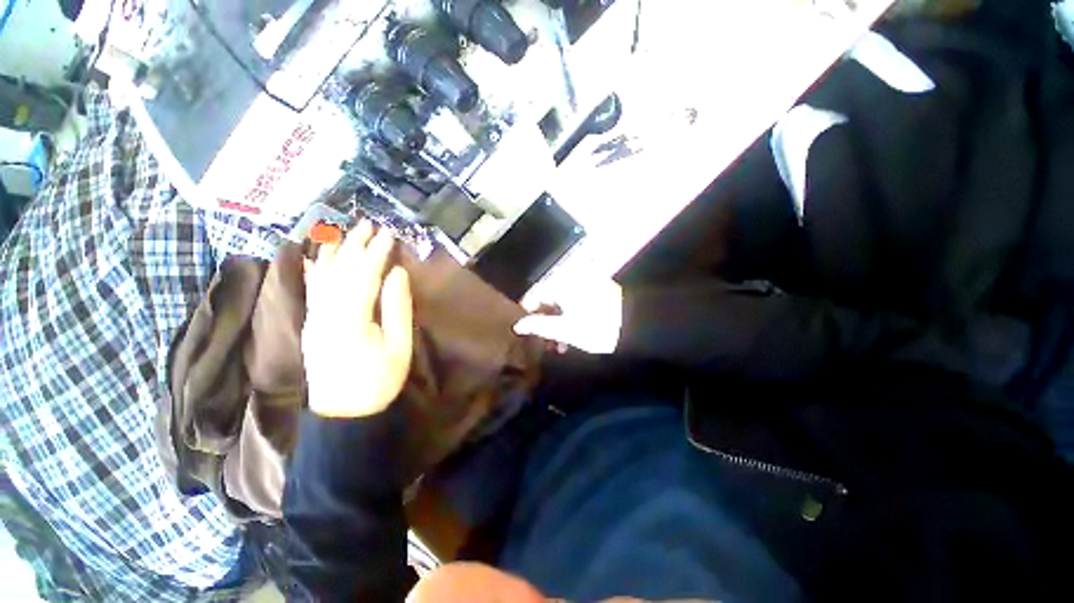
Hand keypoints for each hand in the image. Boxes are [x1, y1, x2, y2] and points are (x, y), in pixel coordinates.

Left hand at [303, 220, 413, 417]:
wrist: (343, 413)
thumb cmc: (378, 380)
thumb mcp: (398, 346)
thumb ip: (397, 308)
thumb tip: (397, 274)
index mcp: (350, 319)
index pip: (363, 275)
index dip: (376, 253)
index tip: (389, 234)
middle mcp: (325, 313)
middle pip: (339, 270)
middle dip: (354, 244)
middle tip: (368, 224)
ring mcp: (313, 318)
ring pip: (321, 276)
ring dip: (333, 250)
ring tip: (343, 230)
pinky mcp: (310, 323)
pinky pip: (310, 289)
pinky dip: (312, 268)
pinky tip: (313, 255)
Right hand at [513, 273, 622, 353]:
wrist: (636, 327)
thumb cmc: (596, 329)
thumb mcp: (565, 330)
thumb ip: (539, 326)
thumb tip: (517, 326)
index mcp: (562, 283)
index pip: (535, 295)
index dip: (528, 314)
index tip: (526, 332)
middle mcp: (572, 277)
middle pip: (549, 299)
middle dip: (545, 323)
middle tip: (545, 343)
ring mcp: (586, 282)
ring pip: (562, 302)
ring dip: (558, 323)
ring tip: (560, 345)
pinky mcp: (597, 289)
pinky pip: (575, 301)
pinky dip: (571, 316)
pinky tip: (573, 335)